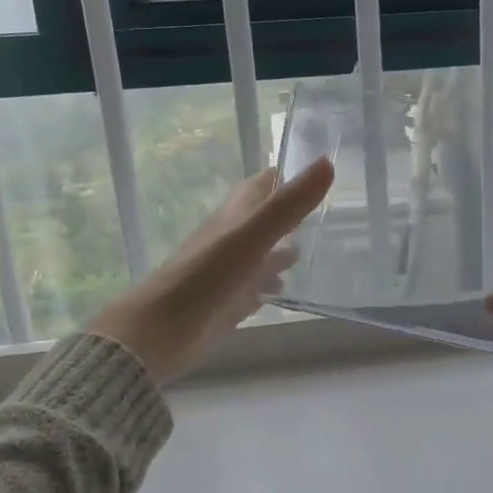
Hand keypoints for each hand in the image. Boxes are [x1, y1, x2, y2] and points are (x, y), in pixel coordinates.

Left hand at [89, 157, 333, 382]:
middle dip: (294, 212)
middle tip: (332, 212)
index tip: (323, 170)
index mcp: (236, 215)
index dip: (289, 175)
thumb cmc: (206, 276)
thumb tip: (328, 162)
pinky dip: (274, 282)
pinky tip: (291, 288)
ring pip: (263, 252)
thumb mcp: (253, 235)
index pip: (265, 184)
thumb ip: (290, 203)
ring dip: (285, 249)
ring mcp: (230, 270)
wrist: (160, 330)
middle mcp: (233, 237)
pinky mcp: (230, 301)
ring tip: (320, 250)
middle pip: (266, 218)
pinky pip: (257, 285)